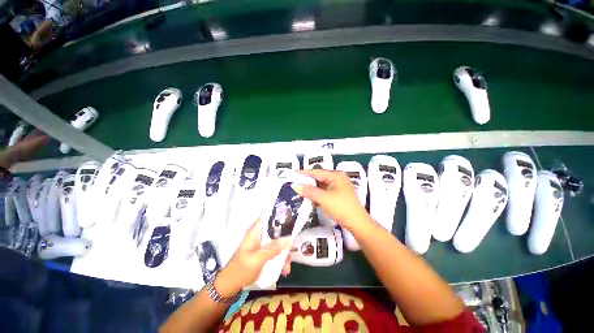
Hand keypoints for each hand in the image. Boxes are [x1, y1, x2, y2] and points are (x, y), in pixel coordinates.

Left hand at [215, 218, 292, 296]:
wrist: (230, 286)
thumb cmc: (241, 270)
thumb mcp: (257, 259)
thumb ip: (272, 249)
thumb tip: (288, 239)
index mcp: (255, 232)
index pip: (266, 216)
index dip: (278, 214)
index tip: (290, 216)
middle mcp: (260, 236)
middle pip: (276, 231)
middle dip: (285, 240)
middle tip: (292, 249)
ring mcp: (262, 245)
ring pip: (278, 243)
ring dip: (284, 254)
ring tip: (287, 267)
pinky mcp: (264, 253)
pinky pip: (276, 252)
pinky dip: (280, 260)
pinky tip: (284, 270)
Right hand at [292, 169, 369, 231]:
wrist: (357, 223)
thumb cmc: (341, 207)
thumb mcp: (323, 198)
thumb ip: (309, 191)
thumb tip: (295, 185)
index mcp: (336, 175)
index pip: (316, 172)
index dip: (304, 173)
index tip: (293, 173)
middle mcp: (338, 178)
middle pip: (319, 178)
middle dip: (308, 182)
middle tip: (296, 183)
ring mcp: (339, 187)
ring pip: (321, 186)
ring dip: (312, 189)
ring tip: (301, 191)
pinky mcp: (339, 195)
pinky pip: (325, 192)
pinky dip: (318, 195)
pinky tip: (311, 199)